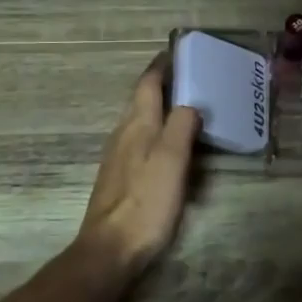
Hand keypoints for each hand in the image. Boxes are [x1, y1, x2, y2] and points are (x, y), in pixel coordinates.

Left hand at [74, 55, 200, 273]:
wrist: (111, 248)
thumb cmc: (146, 201)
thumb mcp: (172, 159)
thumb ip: (181, 125)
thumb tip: (189, 103)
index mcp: (137, 124)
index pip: (147, 84)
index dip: (161, 66)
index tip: (177, 52)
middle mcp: (123, 134)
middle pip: (141, 100)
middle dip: (161, 85)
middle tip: (190, 78)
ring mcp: (118, 157)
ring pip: (139, 121)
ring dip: (159, 108)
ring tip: (185, 107)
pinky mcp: (119, 177)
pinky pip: (140, 142)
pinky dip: (156, 133)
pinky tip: (169, 146)